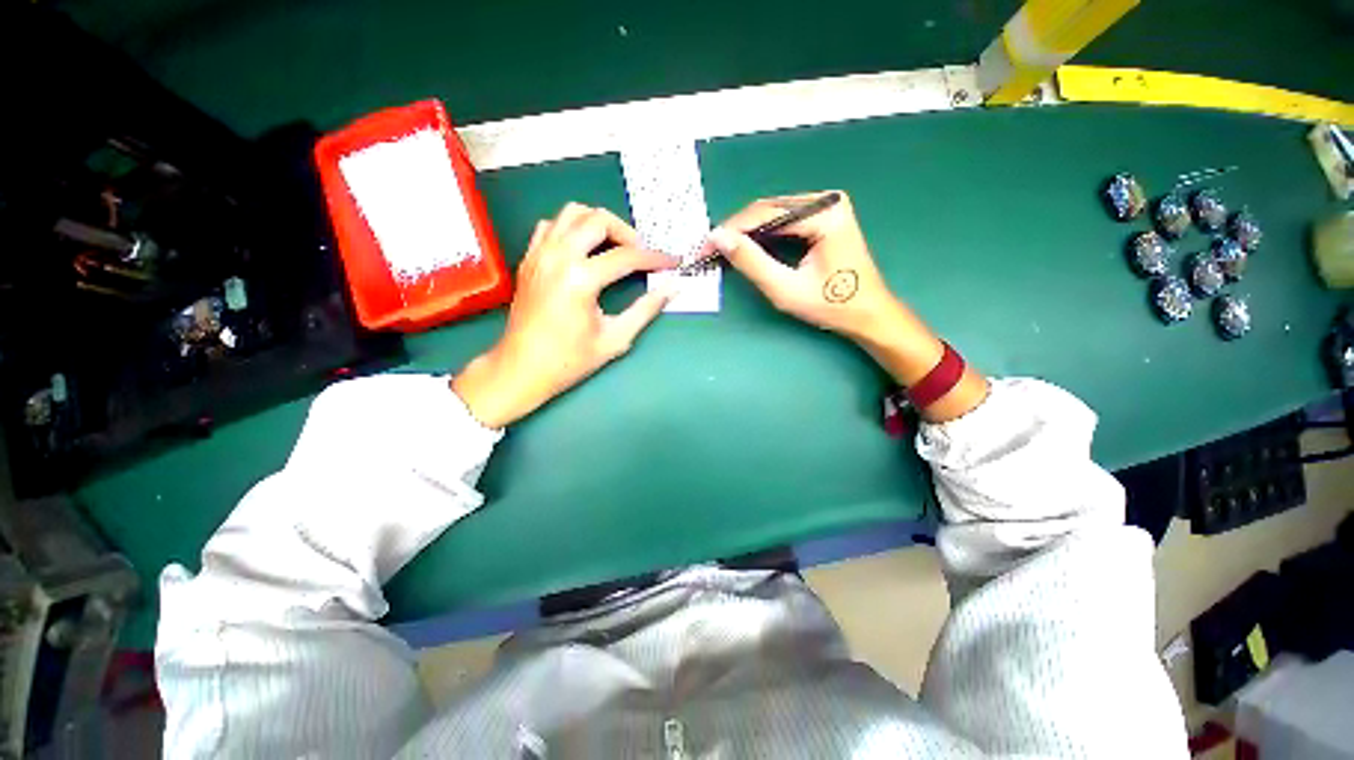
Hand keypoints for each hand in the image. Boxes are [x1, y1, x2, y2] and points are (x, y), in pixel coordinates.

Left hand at [452, 203, 676, 427]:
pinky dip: (571, 228)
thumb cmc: (569, 360)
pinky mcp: (528, 258)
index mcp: (580, 279)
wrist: (522, 369)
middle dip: (627, 233)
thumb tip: (672, 289)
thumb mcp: (615, 338)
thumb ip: (646, 310)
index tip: (672, 262)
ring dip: (599, 224)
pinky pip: (551, 225)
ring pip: (572, 213)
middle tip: (640, 255)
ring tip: (614, 247)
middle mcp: (558, 257)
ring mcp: (539, 254)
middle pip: (598, 220)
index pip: (627, 256)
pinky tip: (582, 250)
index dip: (655, 258)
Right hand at [702, 191, 901, 342]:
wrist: (868, 314)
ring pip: (773, 214)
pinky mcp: (823, 218)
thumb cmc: (831, 305)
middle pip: (768, 209)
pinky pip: (784, 221)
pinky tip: (747, 248)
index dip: (731, 230)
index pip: (765, 213)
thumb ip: (751, 262)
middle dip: (737, 231)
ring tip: (724, 250)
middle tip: (711, 250)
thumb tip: (718, 238)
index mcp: (824, 212)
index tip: (706, 246)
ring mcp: (826, 207)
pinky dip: (763, 235)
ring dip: (747, 233)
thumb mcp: (786, 289)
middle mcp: (826, 201)